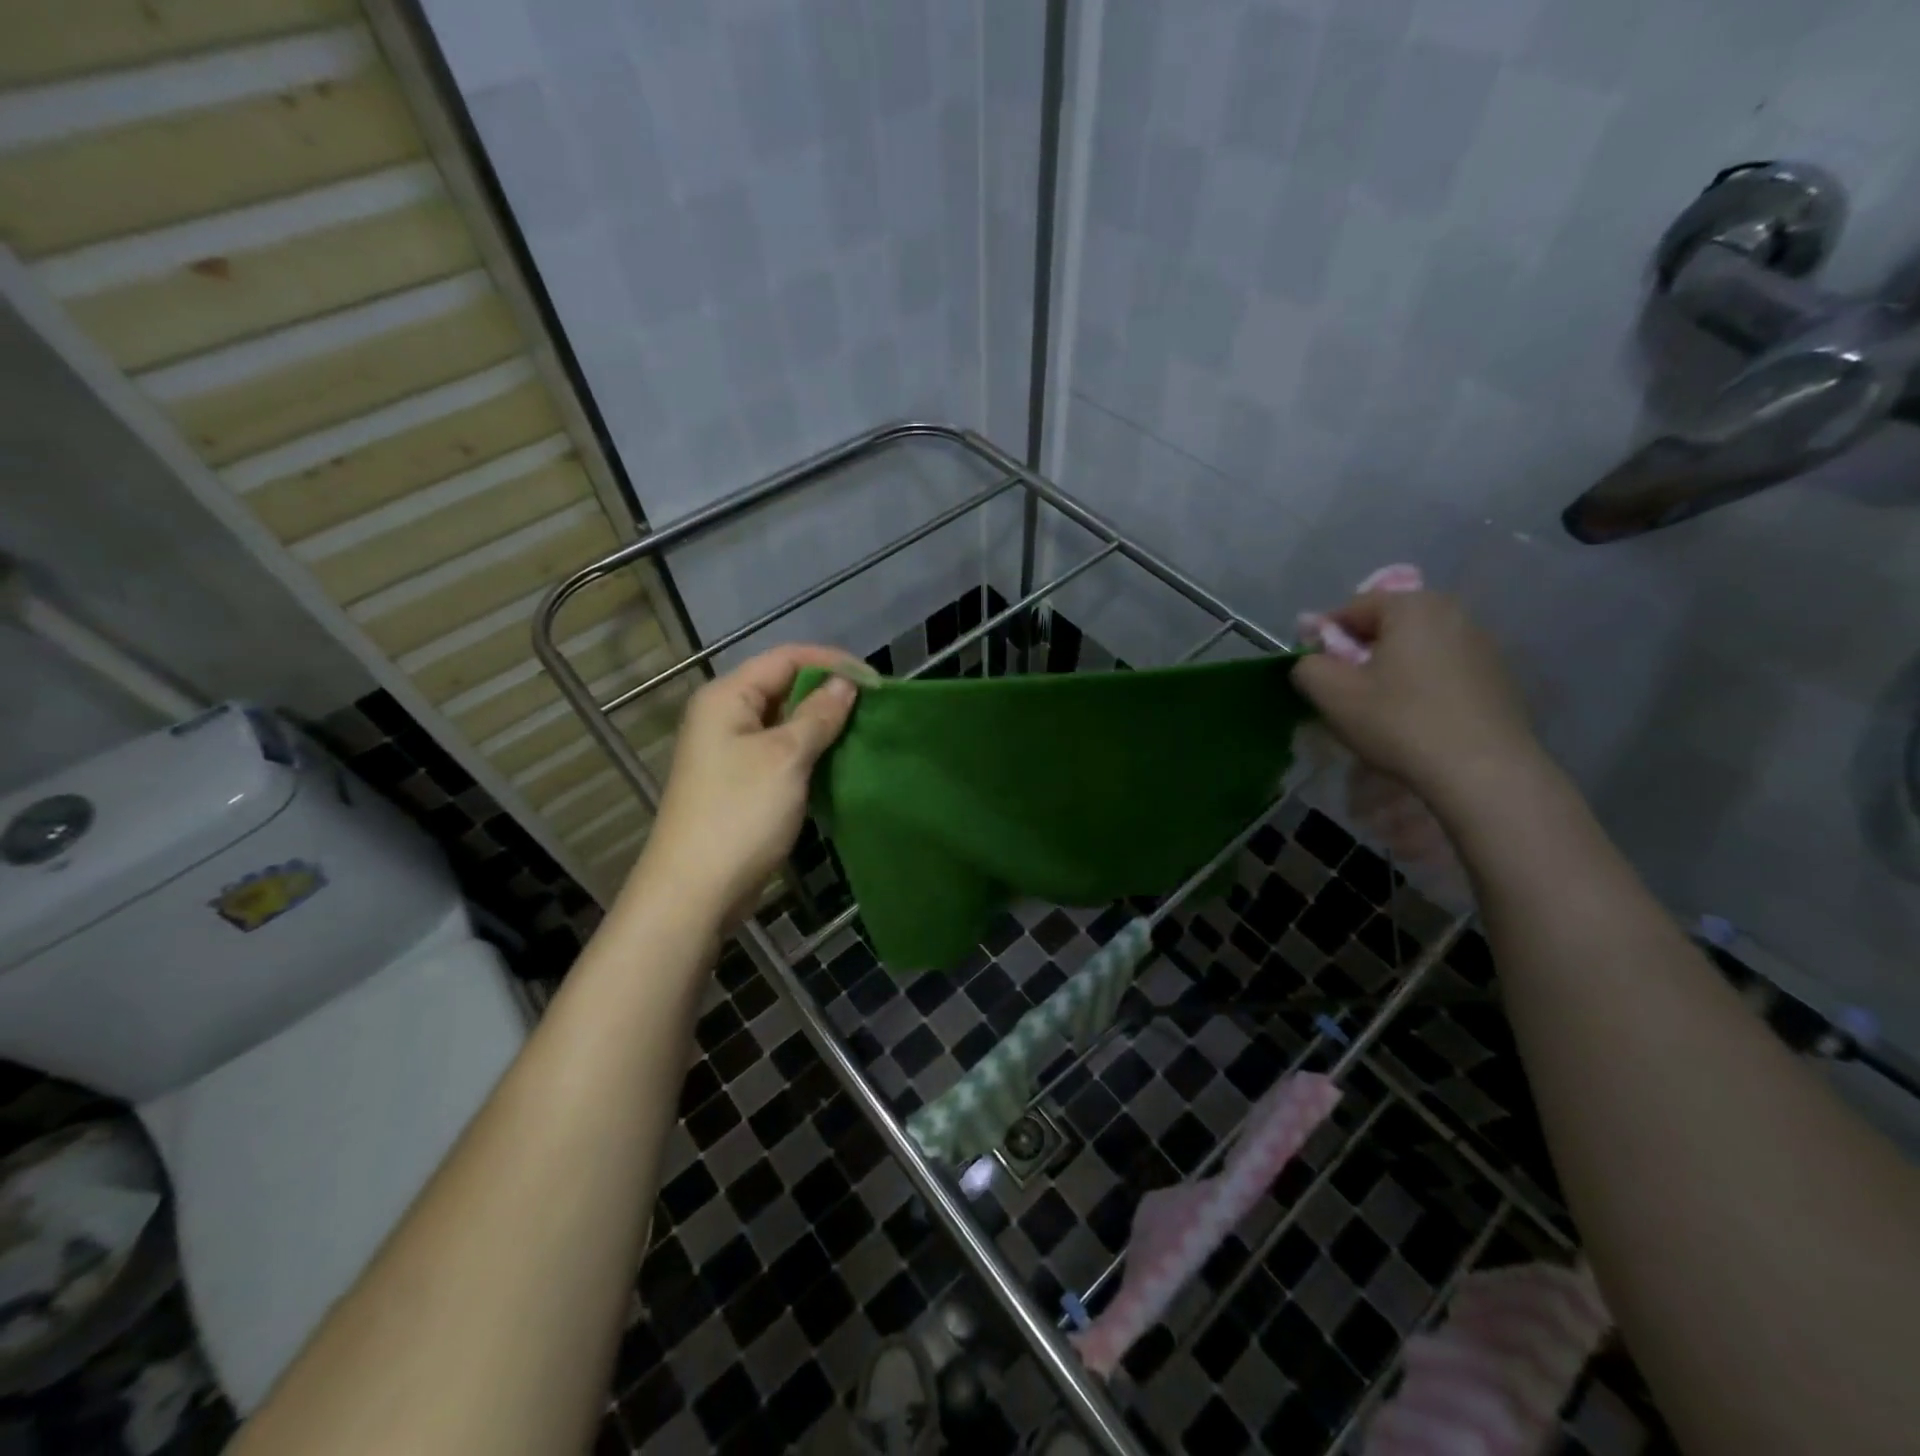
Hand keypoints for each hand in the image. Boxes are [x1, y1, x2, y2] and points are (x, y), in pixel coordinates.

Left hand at [626, 645, 862, 927]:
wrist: (695, 891)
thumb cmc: (740, 814)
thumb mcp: (786, 757)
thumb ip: (818, 715)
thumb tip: (845, 684)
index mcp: (727, 698)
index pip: (785, 658)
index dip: (831, 662)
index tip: (876, 682)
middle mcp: (725, 717)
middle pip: (783, 687)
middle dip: (829, 693)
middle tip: (874, 709)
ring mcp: (731, 752)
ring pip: (785, 723)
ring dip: (822, 725)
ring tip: (864, 733)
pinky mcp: (741, 784)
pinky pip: (781, 754)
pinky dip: (810, 753)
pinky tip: (839, 762)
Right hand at [1291, 591, 1546, 812]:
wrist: (1483, 772)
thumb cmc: (1400, 722)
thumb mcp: (1332, 693)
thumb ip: (1306, 665)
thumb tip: (1309, 660)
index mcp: (1413, 606)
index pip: (1351, 608)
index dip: (1324, 639)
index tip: (1317, 675)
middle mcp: (1454, 612)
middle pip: (1387, 626)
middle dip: (1360, 654)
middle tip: (1346, 694)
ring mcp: (1483, 645)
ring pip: (1415, 649)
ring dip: (1391, 670)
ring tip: (1381, 710)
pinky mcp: (1498, 677)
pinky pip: (1443, 670)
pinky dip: (1422, 686)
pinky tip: (1417, 720)